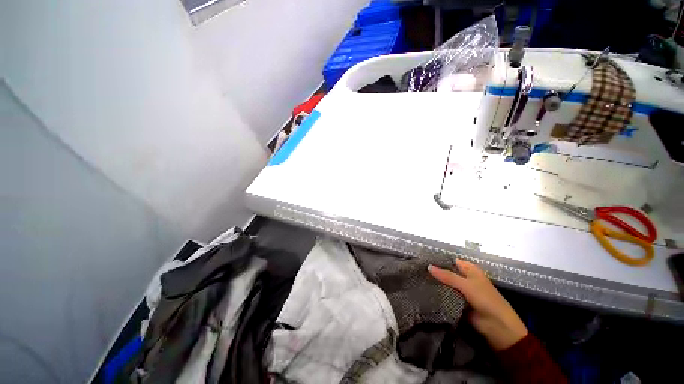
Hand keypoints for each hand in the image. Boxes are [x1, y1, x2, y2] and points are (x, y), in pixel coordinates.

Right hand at [428, 259, 527, 350]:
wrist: (496, 327)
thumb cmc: (485, 300)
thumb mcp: (466, 284)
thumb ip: (447, 276)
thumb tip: (428, 266)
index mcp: (470, 270)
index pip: (452, 261)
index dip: (440, 260)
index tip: (424, 258)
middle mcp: (465, 278)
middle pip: (448, 272)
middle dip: (435, 272)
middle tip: (418, 268)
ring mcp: (461, 291)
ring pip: (446, 284)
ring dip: (436, 283)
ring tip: (419, 278)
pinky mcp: (458, 303)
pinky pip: (446, 296)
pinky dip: (438, 294)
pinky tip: (425, 291)